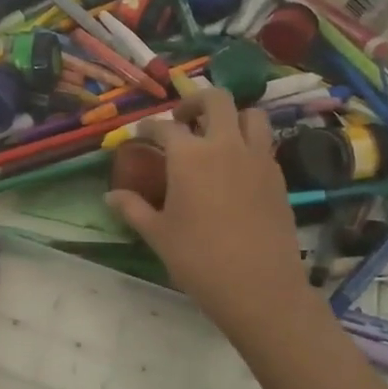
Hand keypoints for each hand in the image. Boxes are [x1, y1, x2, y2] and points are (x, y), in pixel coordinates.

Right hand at [104, 88, 315, 346]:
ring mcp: (257, 158)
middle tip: (181, 121)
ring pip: (249, 114)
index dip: (147, 128)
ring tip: (216, 135)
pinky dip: (248, 142)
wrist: (260, 288)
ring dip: (230, 116)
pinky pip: (264, 143)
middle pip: (214, 100)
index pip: (164, 127)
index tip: (139, 136)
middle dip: (194, 102)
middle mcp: (225, 145)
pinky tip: (236, 166)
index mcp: (189, 156)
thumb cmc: (199, 260)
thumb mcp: (158, 234)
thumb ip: (133, 208)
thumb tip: (109, 196)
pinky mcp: (278, 176)